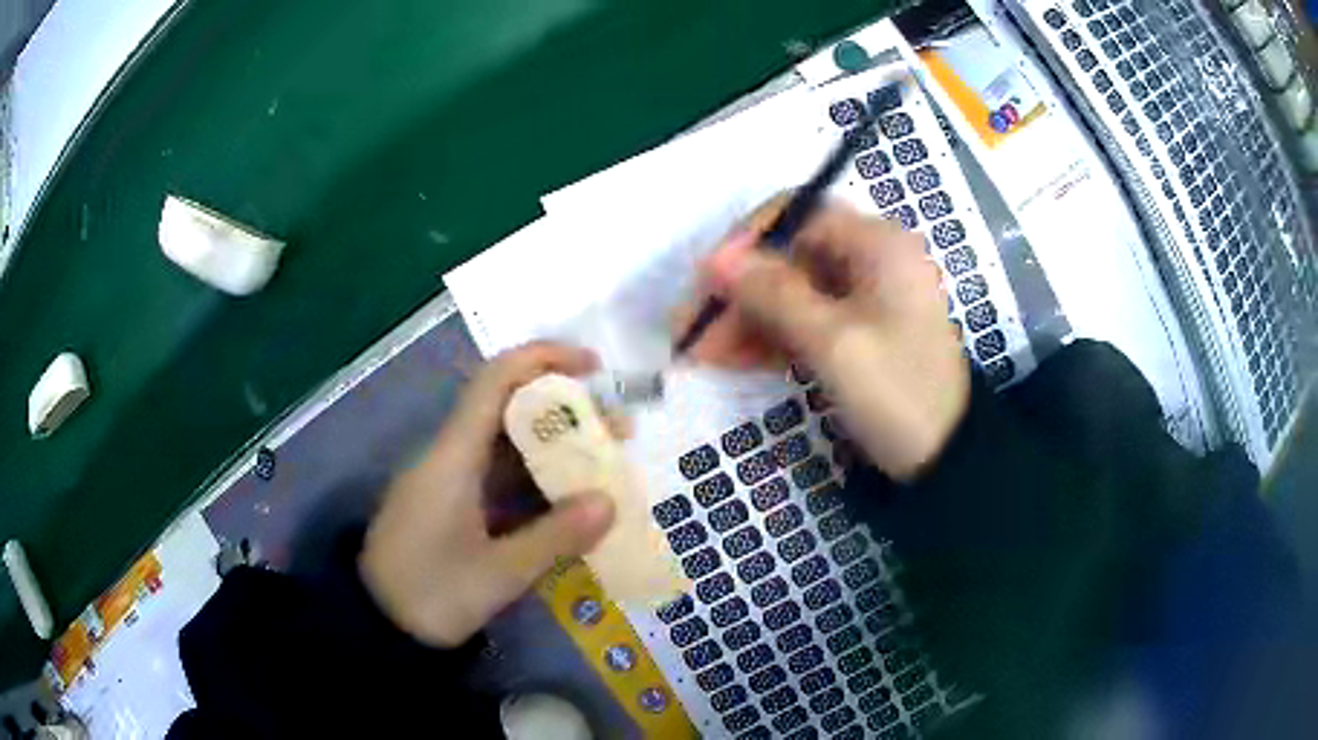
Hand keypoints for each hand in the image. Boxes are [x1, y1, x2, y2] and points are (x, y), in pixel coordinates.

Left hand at [359, 343, 616, 646]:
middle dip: (566, 411)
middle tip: (618, 432)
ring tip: (606, 464)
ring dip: (556, 447)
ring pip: (508, 445)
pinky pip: (501, 477)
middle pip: (510, 409)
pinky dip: (538, 479)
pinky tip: (570, 498)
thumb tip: (609, 502)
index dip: (545, 359)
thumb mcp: (496, 575)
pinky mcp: (453, 506)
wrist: (377, 625)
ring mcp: (450, 481)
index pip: (497, 380)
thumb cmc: (429, 595)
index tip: (595, 367)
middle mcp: (451, 456)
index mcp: (453, 456)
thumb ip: (554, 537)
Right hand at [690, 198, 969, 479]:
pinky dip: (767, 338)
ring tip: (700, 355)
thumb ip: (773, 295)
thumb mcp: (835, 344)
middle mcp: (870, 259)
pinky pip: (802, 322)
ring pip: (789, 293)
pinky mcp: (854, 331)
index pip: (797, 216)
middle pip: (787, 257)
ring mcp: (862, 297)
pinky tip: (728, 359)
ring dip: (745, 320)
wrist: (945, 460)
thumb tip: (713, 258)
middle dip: (739, 293)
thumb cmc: (899, 394)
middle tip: (691, 331)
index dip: (746, 242)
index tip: (708, 281)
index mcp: (878, 245)